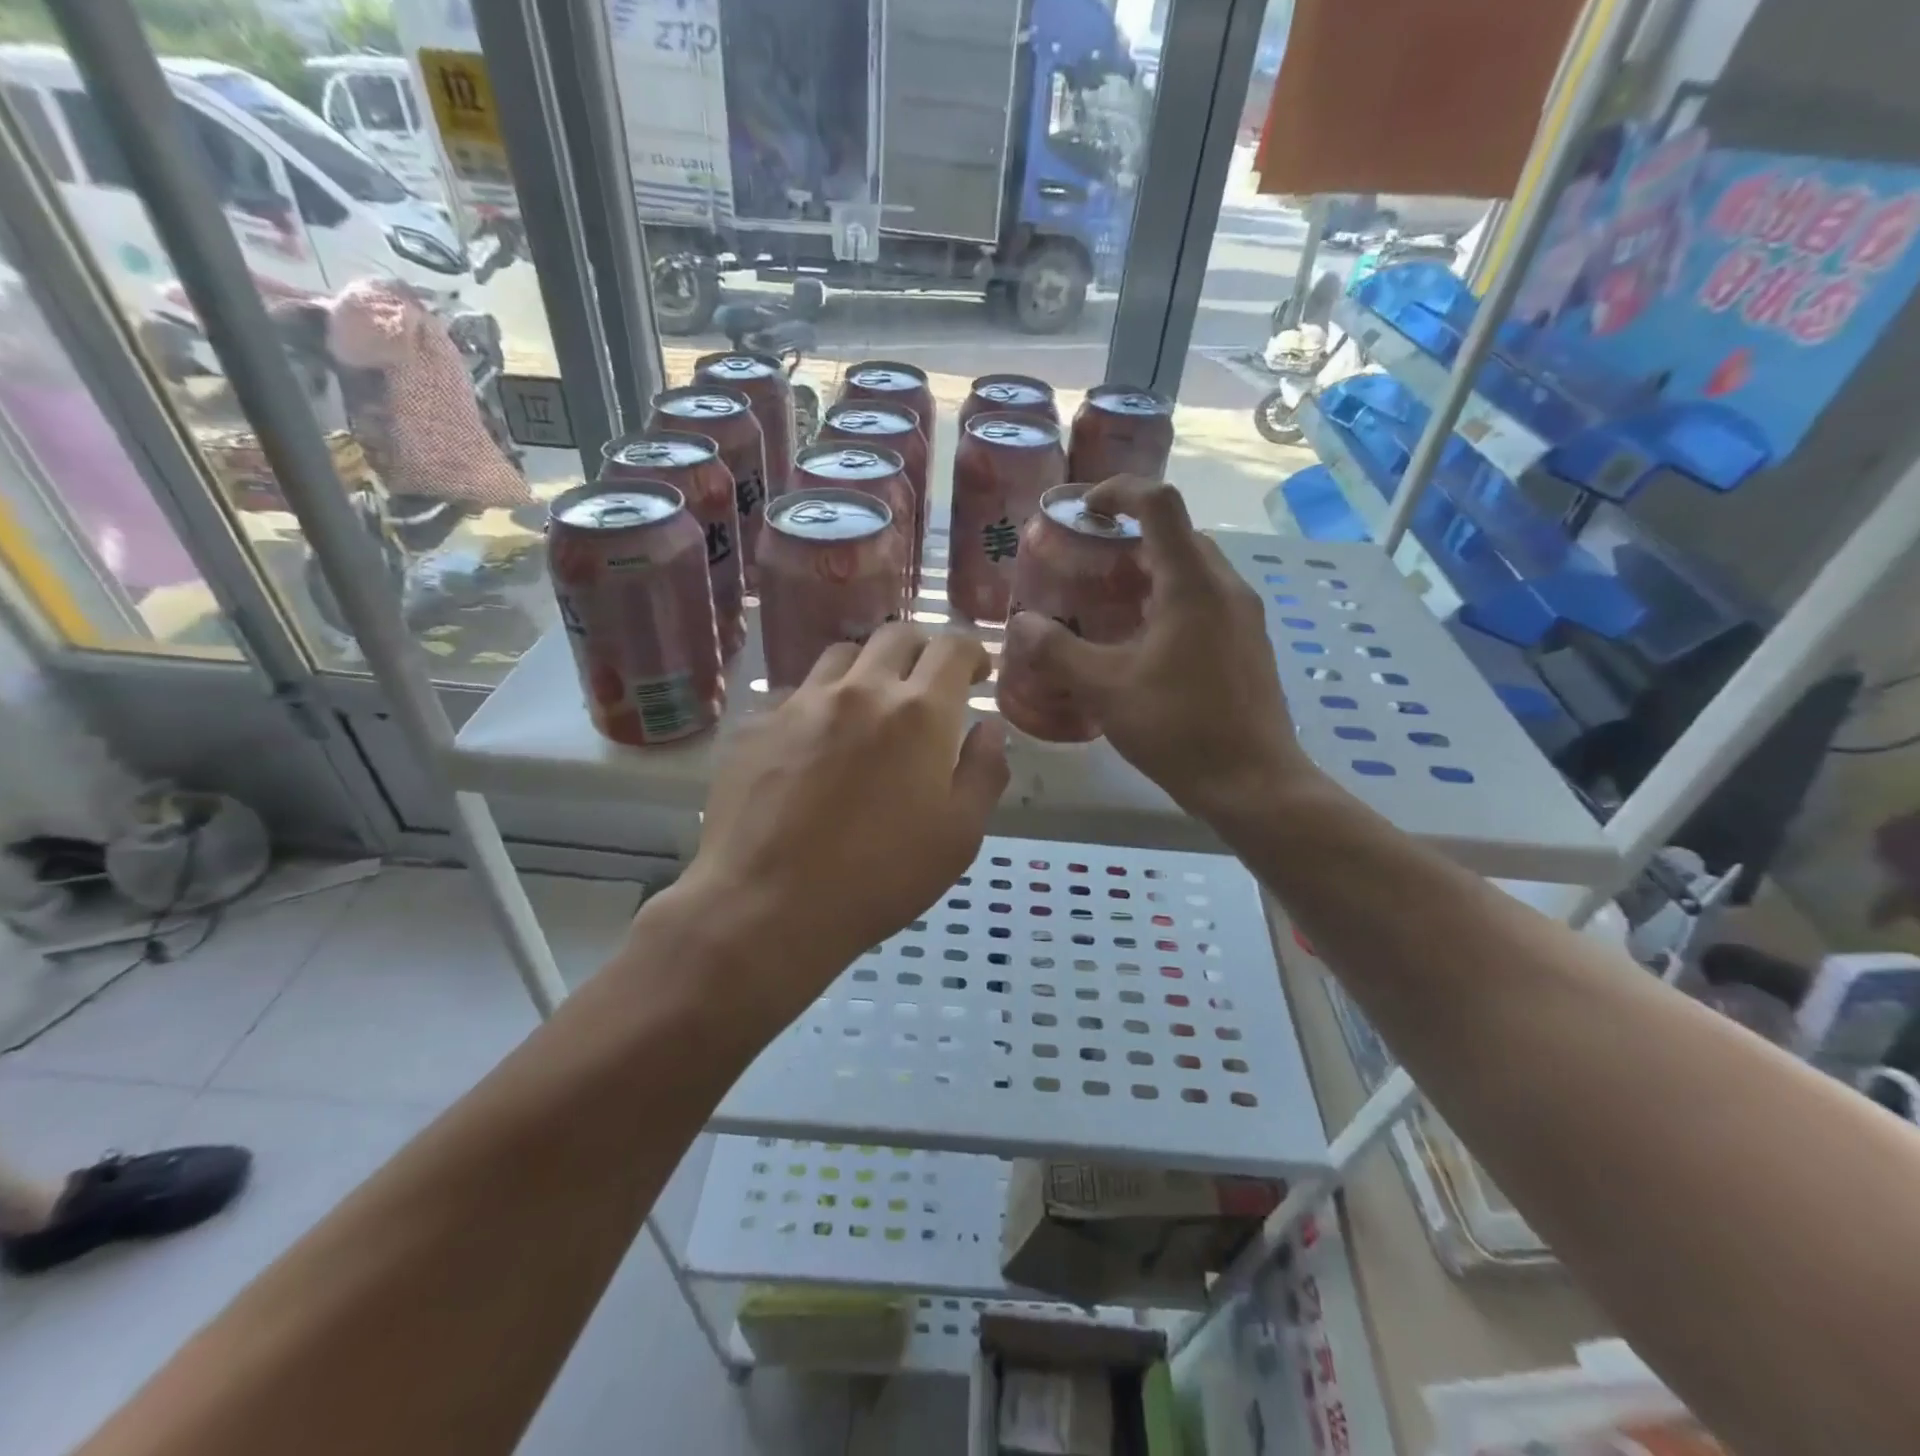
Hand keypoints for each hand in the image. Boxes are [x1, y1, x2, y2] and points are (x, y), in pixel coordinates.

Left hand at [659, 625, 1008, 1025]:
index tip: (978, 674)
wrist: (766, 907)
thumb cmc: (879, 878)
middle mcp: (860, 690)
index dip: (972, 653)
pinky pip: (797, 696)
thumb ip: (984, 773)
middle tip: (927, 685)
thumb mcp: (959, 837)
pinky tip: (814, 747)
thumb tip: (989, 729)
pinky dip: (819, 707)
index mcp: (919, 713)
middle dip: (921, 651)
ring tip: (869, 708)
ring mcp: (801, 703)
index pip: (953, 648)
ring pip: (842, 656)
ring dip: (867, 670)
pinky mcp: (756, 726)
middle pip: (896, 636)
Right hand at [1004, 477, 1319, 819]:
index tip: (1083, 510)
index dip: (1118, 491)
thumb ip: (1056, 651)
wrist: (1253, 783)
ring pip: (1192, 569)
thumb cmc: (1179, 728)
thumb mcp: (1105, 689)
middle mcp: (1225, 587)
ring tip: (1106, 605)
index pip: (1159, 503)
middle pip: (1176, 534)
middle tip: (1086, 567)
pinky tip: (1141, 644)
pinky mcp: (1248, 643)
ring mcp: (1244, 616)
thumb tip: (1019, 624)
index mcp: (1192, 584)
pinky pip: (1204, 600)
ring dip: (1149, 573)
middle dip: (1128, 539)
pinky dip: (1169, 601)